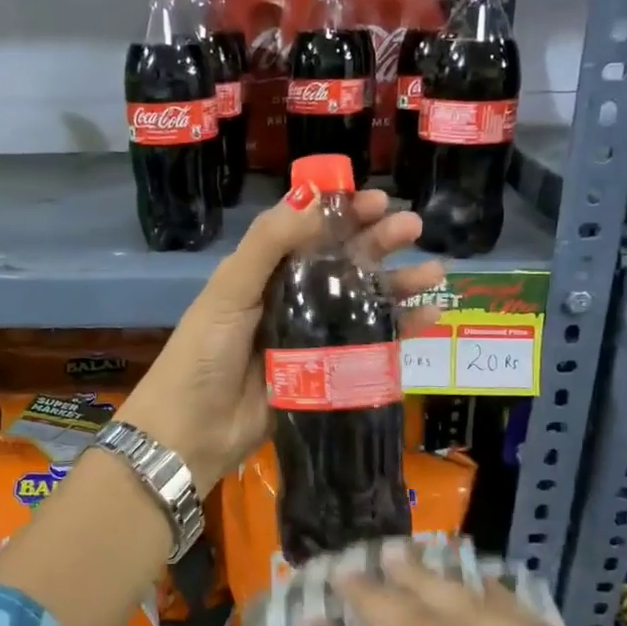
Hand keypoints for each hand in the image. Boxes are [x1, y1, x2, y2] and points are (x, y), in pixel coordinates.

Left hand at [119, 188, 443, 492]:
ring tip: (434, 272)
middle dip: (378, 243)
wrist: (191, 431)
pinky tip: (427, 317)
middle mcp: (289, 299)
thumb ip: (268, 243)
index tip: (378, 200)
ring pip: (361, 303)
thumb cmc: (204, 353)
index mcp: (263, 274)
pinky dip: (398, 331)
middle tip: (413, 227)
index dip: (343, 214)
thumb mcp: (230, 290)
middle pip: (341, 264)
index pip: (310, 233)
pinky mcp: (325, 374)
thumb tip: (313, 195)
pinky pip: (367, 346)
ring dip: (397, 285)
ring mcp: (310, 338)